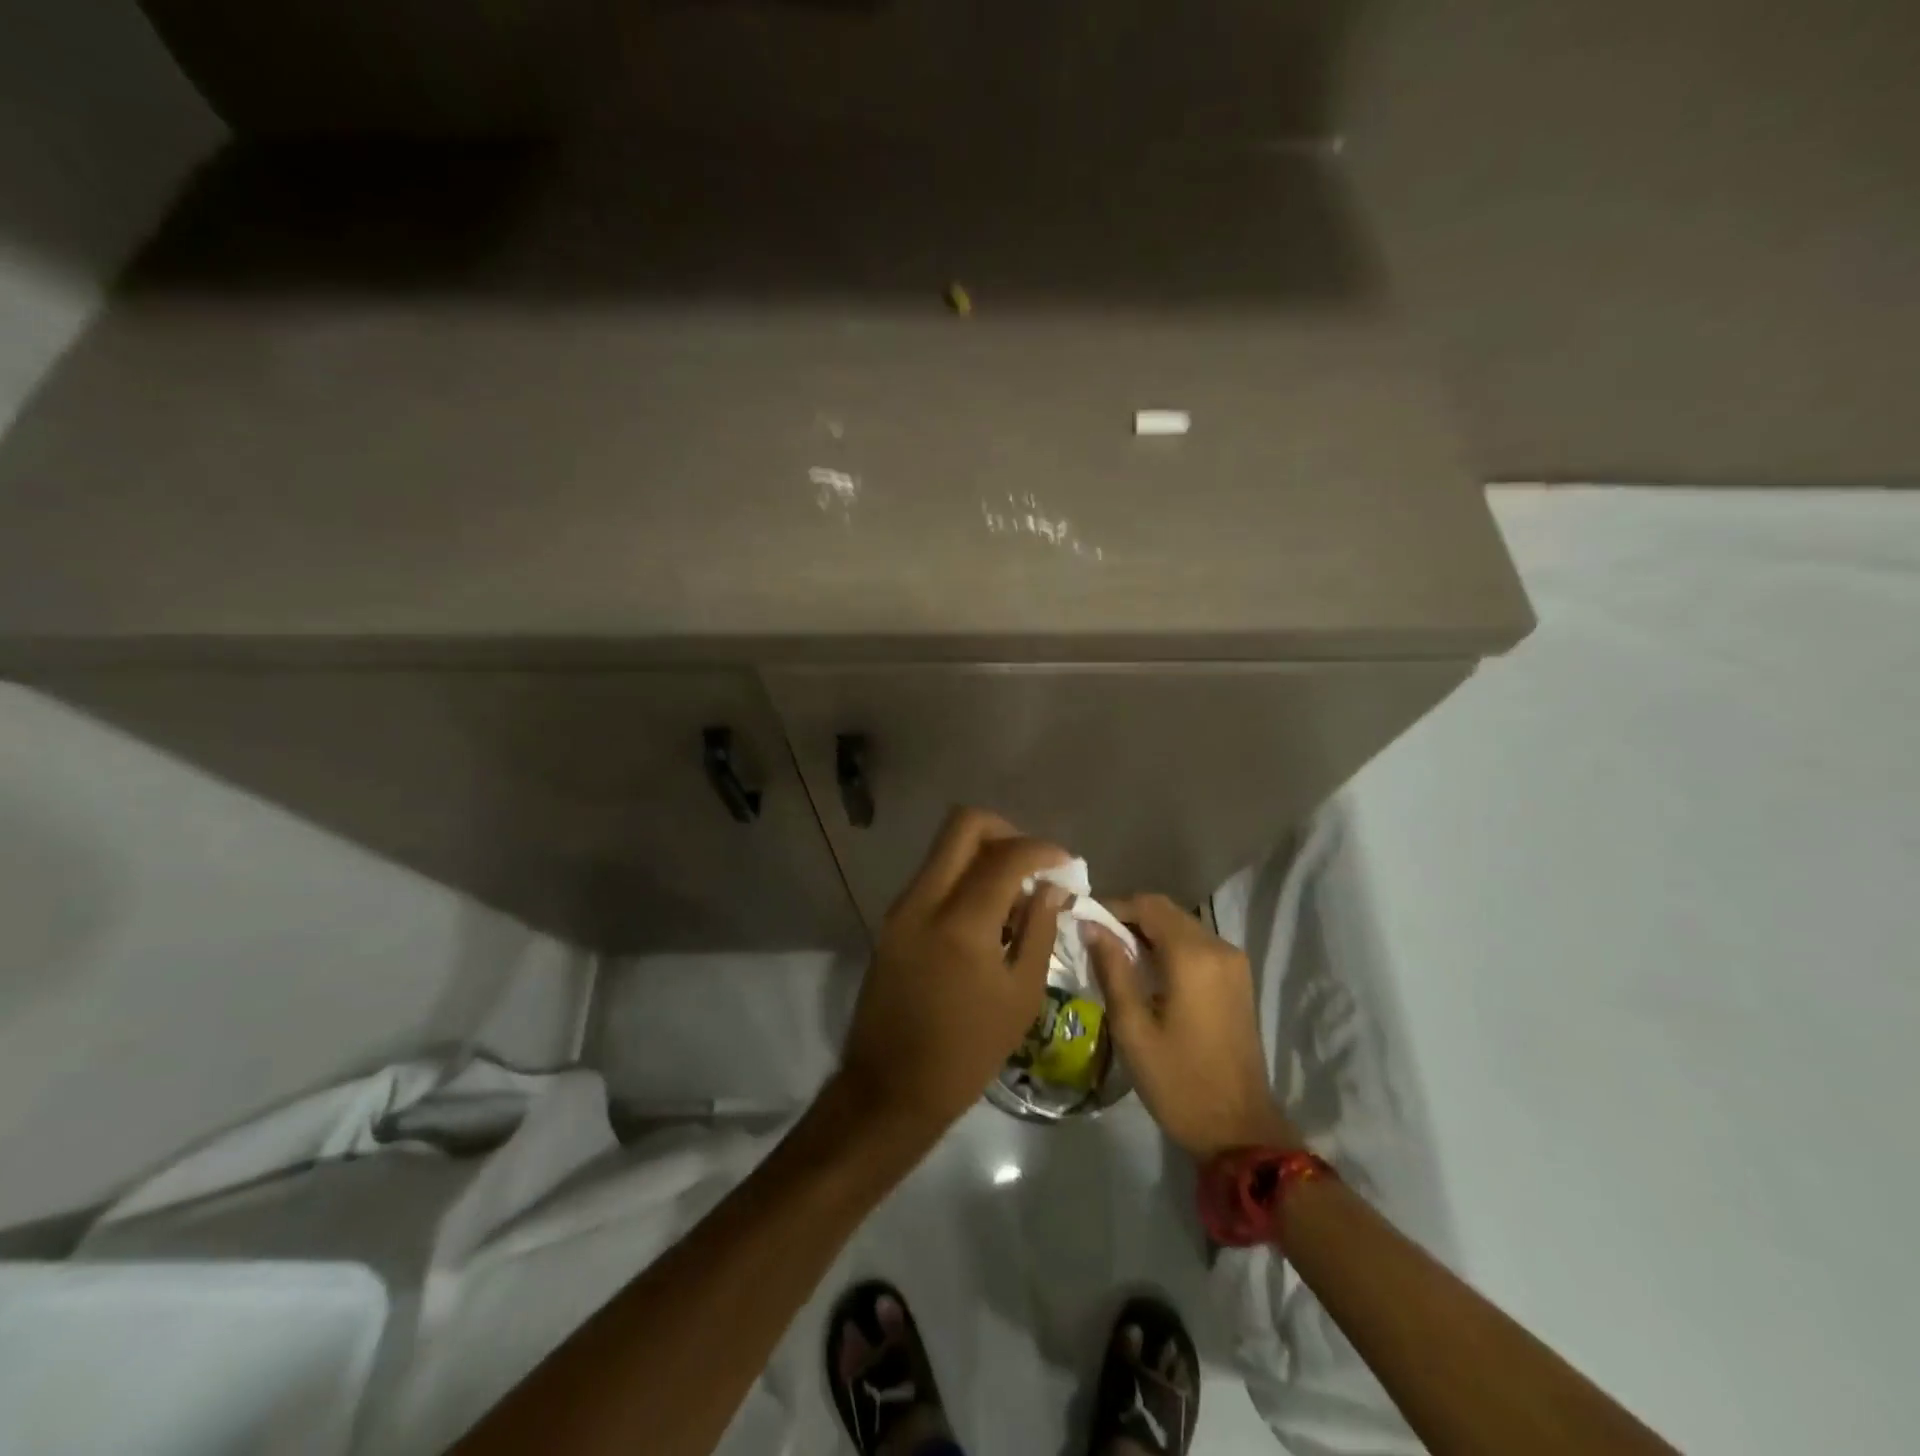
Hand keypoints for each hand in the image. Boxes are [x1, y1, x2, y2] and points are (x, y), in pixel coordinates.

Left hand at [836, 807, 1069, 1147]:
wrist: (891, 1086)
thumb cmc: (967, 1051)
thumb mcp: (1021, 995)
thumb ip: (1039, 930)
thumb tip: (1051, 887)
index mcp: (962, 922)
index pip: (1006, 855)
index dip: (1042, 849)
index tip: (1064, 864)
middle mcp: (925, 899)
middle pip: (964, 824)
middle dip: (1006, 832)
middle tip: (1032, 864)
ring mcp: (902, 906)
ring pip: (946, 848)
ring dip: (984, 855)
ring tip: (1013, 897)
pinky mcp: (892, 919)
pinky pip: (933, 875)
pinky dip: (963, 877)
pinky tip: (986, 916)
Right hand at [1088, 894, 1301, 1159]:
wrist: (1239, 1130)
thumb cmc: (1178, 1081)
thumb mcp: (1133, 1027)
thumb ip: (1112, 969)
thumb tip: (1090, 926)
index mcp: (1193, 956)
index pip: (1148, 905)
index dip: (1113, 907)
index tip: (1084, 923)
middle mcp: (1219, 948)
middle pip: (1167, 912)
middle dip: (1129, 919)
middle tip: (1095, 942)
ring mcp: (1234, 963)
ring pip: (1182, 927)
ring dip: (1149, 933)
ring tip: (1116, 958)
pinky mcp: (1239, 980)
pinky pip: (1197, 946)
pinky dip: (1170, 948)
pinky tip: (1148, 974)